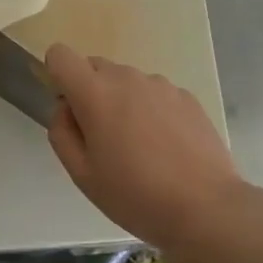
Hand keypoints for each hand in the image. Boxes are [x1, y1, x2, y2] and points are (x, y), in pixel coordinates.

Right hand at [45, 44, 245, 256]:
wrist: (205, 207)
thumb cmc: (134, 195)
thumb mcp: (82, 174)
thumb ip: (62, 132)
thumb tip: (66, 108)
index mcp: (95, 93)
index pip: (61, 55)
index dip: (57, 76)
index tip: (70, 109)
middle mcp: (127, 78)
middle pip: (95, 67)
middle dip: (90, 92)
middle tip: (102, 138)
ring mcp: (161, 85)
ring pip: (127, 81)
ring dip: (122, 101)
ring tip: (139, 147)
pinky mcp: (187, 97)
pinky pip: (155, 94)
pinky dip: (151, 110)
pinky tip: (165, 147)